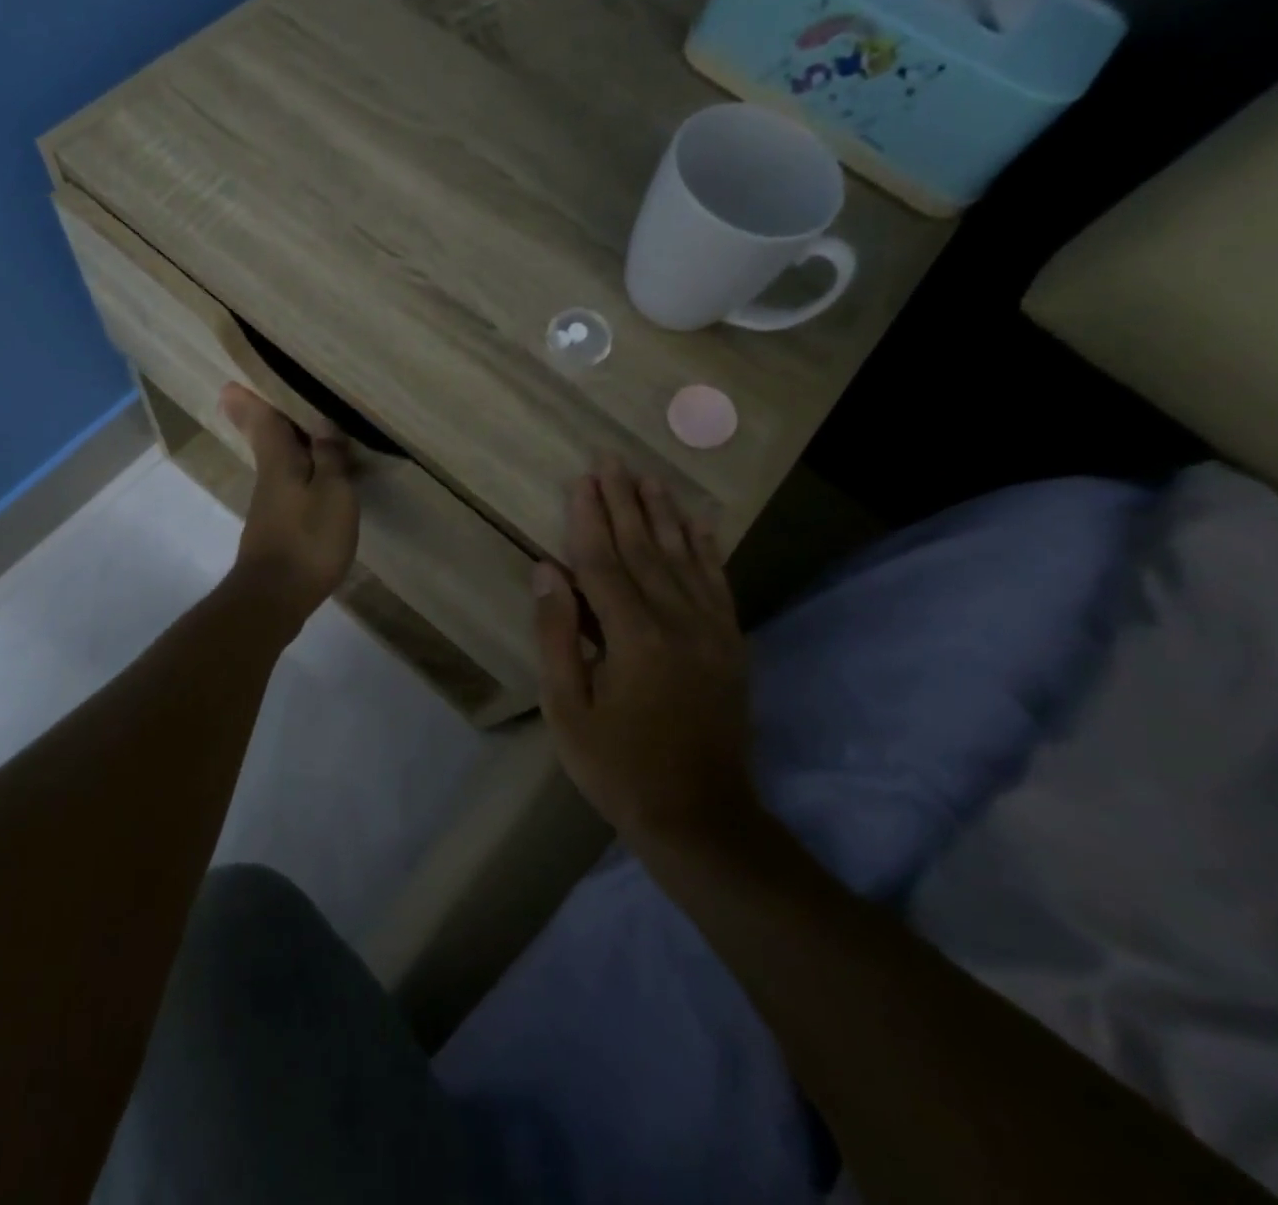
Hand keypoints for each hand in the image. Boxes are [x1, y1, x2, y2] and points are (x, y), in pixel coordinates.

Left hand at [219, 383, 359, 630]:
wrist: (275, 597)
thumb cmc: (308, 539)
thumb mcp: (333, 493)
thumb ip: (329, 457)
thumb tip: (322, 422)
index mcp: (279, 461)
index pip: (264, 420)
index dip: (252, 399)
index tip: (232, 382)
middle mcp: (269, 477)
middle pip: (266, 439)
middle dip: (262, 417)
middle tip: (257, 396)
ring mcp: (270, 506)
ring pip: (277, 463)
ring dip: (285, 444)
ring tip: (305, 429)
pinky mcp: (276, 529)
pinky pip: (288, 486)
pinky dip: (298, 472)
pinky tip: (314, 477)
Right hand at [532, 459, 757, 848]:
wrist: (701, 817)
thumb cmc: (618, 767)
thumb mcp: (567, 709)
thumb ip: (557, 635)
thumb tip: (546, 570)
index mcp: (634, 638)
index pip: (604, 562)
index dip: (589, 518)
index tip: (581, 478)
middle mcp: (678, 622)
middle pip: (645, 548)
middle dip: (625, 501)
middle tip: (612, 459)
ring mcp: (712, 631)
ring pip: (684, 557)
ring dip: (665, 514)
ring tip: (650, 477)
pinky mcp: (731, 644)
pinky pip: (718, 583)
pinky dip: (708, 548)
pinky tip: (701, 523)